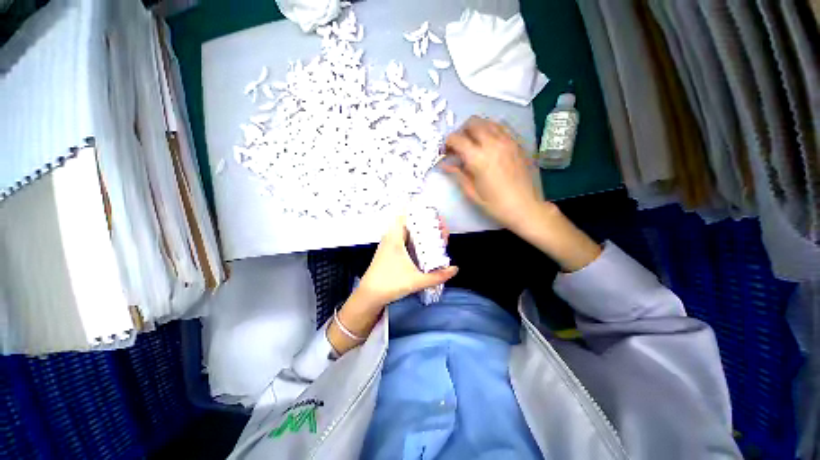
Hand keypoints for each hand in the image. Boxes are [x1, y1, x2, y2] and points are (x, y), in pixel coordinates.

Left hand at [327, 215, 457, 354]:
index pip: (406, 214)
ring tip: (436, 239)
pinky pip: (404, 239)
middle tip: (442, 233)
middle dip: (427, 225)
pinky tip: (425, 249)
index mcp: (395, 237)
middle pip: (411, 223)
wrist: (369, 296)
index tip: (437, 219)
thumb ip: (437, 276)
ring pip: (408, 232)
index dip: (422, 213)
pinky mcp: (389, 252)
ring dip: (421, 233)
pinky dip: (415, 240)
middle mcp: (391, 237)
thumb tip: (455, 269)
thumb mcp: (416, 281)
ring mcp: (389, 244)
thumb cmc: (390, 284)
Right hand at [443, 116, 546, 232]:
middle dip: (461, 131)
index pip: (457, 139)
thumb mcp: (472, 193)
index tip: (446, 151)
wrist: (526, 207)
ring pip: (488, 122)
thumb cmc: (495, 205)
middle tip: (459, 146)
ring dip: (477, 128)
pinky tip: (489, 143)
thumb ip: (458, 174)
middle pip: (473, 123)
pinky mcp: (518, 143)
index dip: (448, 142)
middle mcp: (493, 144)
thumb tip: (445, 164)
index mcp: (478, 158)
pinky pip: (501, 127)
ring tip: (473, 143)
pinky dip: (491, 130)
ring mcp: (508, 141)